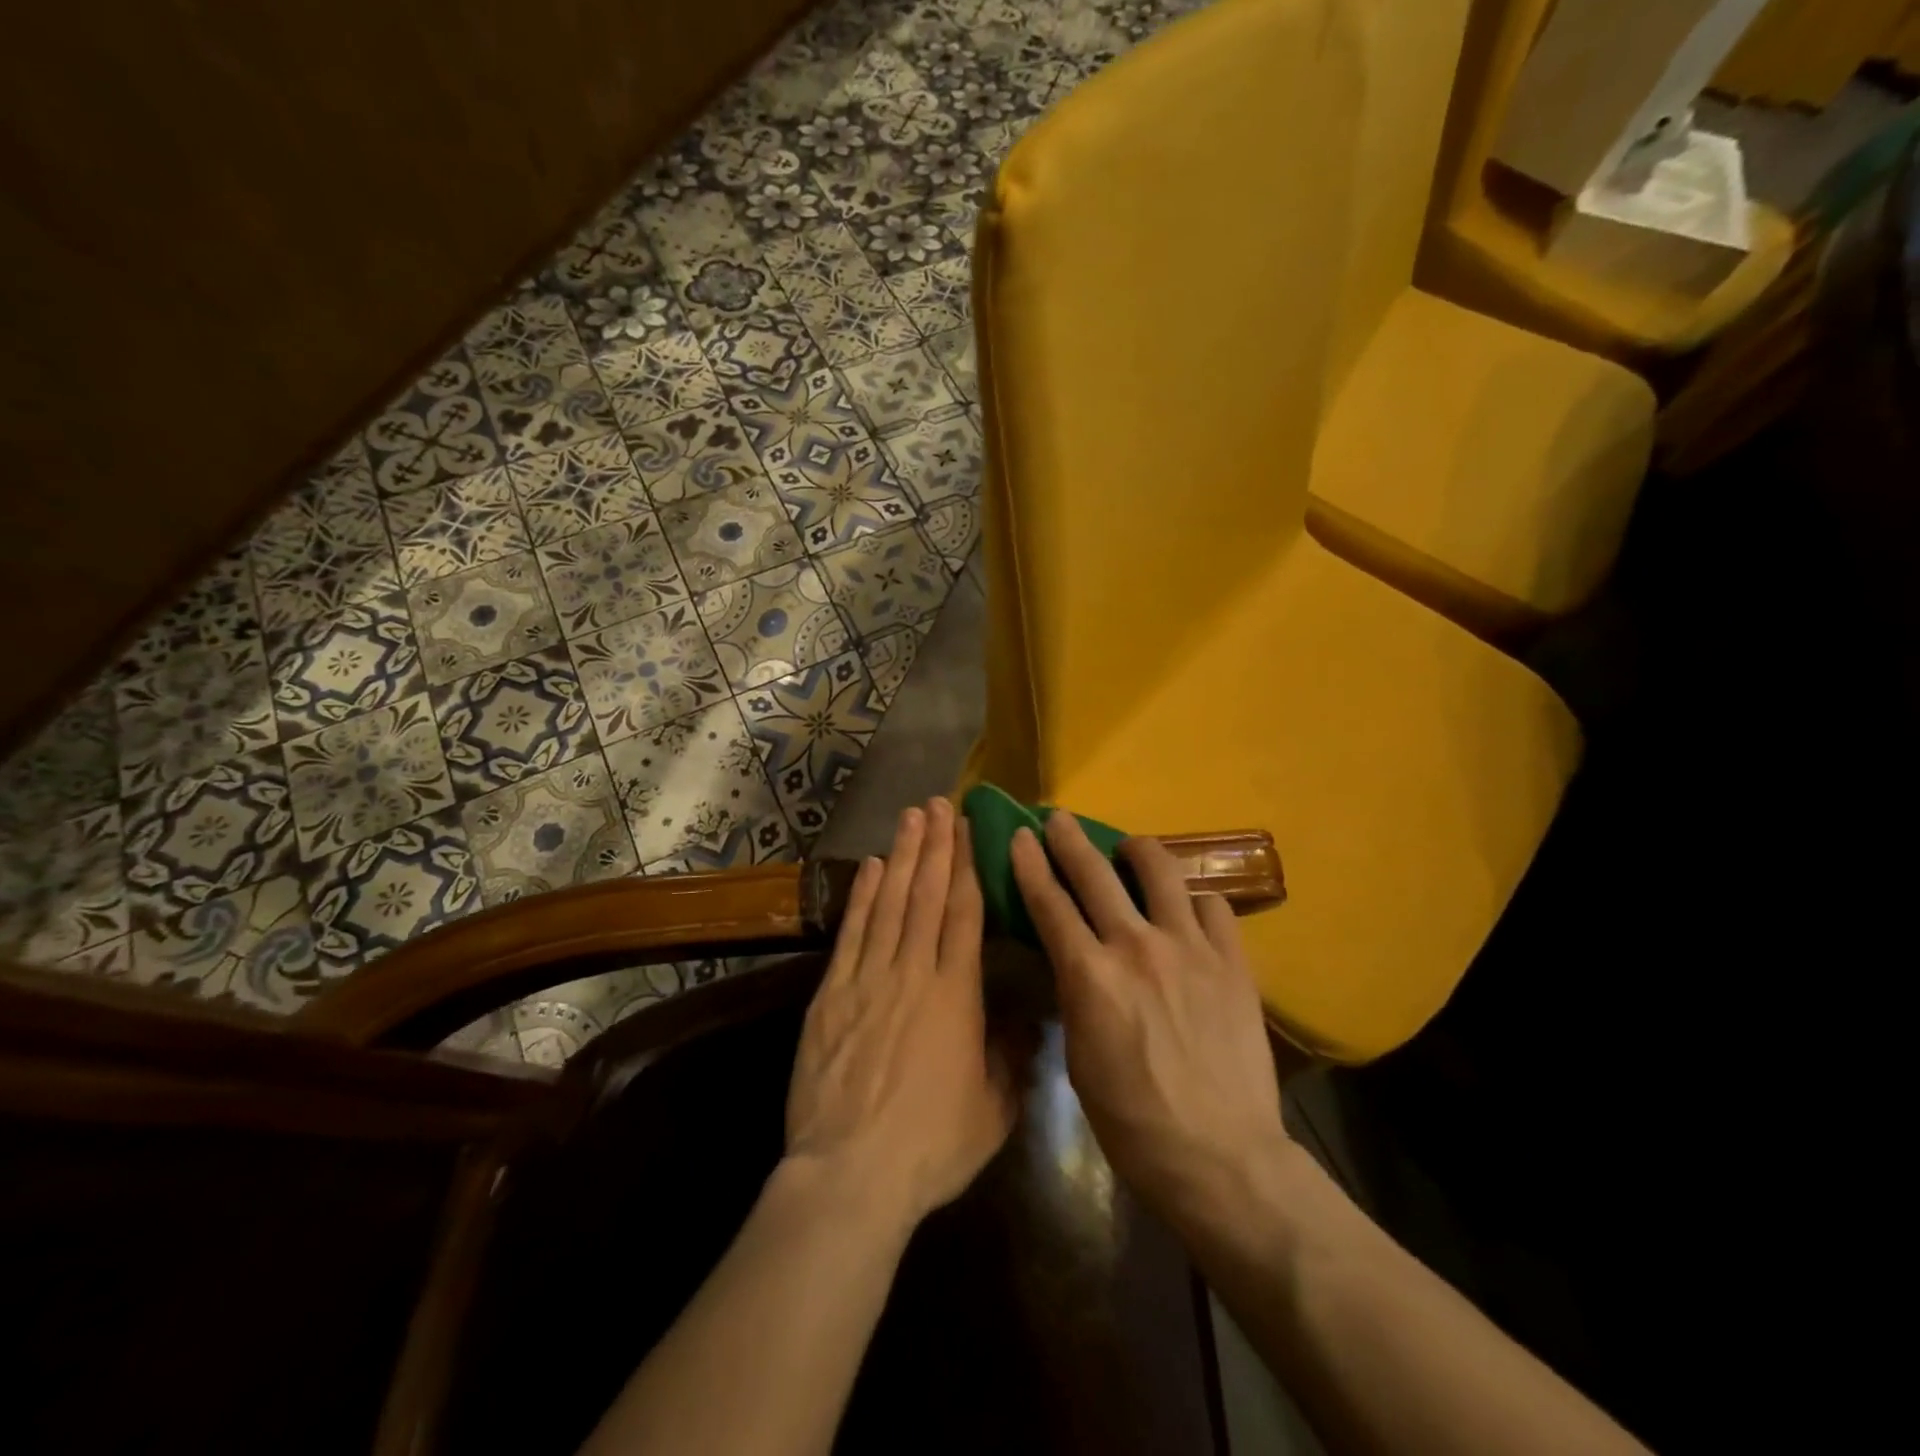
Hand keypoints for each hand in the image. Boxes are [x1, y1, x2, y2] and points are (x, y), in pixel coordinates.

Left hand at [786, 798, 1015, 1229]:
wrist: (851, 1174)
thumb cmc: (930, 1147)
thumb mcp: (992, 1111)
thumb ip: (1009, 1058)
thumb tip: (1022, 1019)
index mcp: (957, 995)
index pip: (964, 913)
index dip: (967, 865)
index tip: (967, 829)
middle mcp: (914, 973)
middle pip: (927, 895)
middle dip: (935, 846)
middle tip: (938, 804)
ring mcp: (868, 979)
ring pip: (890, 903)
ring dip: (902, 857)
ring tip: (910, 818)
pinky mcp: (832, 995)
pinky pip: (852, 933)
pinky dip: (863, 897)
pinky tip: (872, 868)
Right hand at [1010, 813, 1292, 1224]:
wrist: (1221, 1157)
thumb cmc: (1132, 1120)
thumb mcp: (1079, 1055)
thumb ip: (1075, 993)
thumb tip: (1074, 958)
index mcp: (1089, 974)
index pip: (1049, 902)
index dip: (1030, 863)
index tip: (1021, 835)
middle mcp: (1136, 946)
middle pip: (1095, 872)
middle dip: (1069, 838)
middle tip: (1059, 820)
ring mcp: (1190, 948)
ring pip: (1160, 870)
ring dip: (1136, 850)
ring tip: (1129, 850)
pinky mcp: (1233, 960)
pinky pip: (1211, 905)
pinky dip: (1192, 899)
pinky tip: (1186, 910)